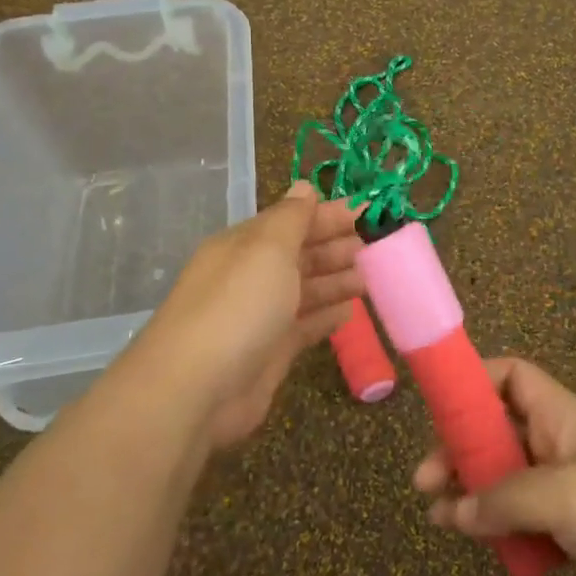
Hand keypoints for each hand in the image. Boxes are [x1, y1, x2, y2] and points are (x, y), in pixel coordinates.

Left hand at [129, 181, 363, 450]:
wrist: (196, 388)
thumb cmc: (238, 305)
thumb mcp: (267, 248)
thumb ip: (292, 218)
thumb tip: (305, 186)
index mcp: (245, 244)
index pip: (293, 220)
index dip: (330, 215)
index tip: (370, 212)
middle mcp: (252, 275)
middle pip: (301, 254)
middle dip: (337, 246)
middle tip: (378, 245)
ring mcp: (260, 316)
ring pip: (306, 290)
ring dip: (337, 280)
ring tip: (372, 276)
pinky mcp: (271, 352)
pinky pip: (305, 326)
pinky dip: (328, 316)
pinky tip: (351, 312)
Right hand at [415, 357, 575, 575]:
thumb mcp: (563, 495)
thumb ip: (503, 499)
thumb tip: (454, 510)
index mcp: (561, 415)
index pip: (511, 376)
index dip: (474, 381)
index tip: (437, 409)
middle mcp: (561, 443)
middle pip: (498, 431)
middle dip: (459, 450)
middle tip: (424, 482)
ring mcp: (572, 487)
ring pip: (509, 479)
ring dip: (473, 493)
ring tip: (438, 518)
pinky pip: (529, 519)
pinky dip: (502, 528)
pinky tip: (483, 546)